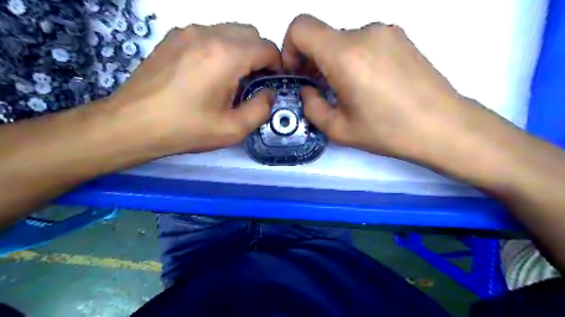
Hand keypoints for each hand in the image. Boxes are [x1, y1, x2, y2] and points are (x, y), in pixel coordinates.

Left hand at [109, 23, 279, 153]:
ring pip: (230, 31)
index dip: (276, 65)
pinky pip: (209, 34)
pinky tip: (208, 73)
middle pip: (250, 33)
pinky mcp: (173, 37)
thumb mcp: (233, 129)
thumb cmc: (186, 129)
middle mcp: (208, 34)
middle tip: (251, 82)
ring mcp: (187, 32)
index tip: (269, 84)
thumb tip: (268, 93)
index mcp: (226, 56)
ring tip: (229, 79)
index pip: (266, 47)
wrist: (132, 124)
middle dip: (259, 56)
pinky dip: (220, 48)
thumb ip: (261, 109)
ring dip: (240, 51)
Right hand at [281, 15, 489, 161]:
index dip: (289, 48)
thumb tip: (308, 89)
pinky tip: (369, 84)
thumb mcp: (338, 129)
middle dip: (313, 60)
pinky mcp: (401, 37)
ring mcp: (386, 32)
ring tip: (348, 90)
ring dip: (335, 61)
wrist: (443, 126)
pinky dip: (355, 58)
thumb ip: (311, 106)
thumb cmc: (387, 131)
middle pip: (323, 36)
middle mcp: (364, 33)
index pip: (300, 27)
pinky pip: (365, 42)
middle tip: (320, 89)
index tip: (298, 72)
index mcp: (344, 54)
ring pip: (344, 41)